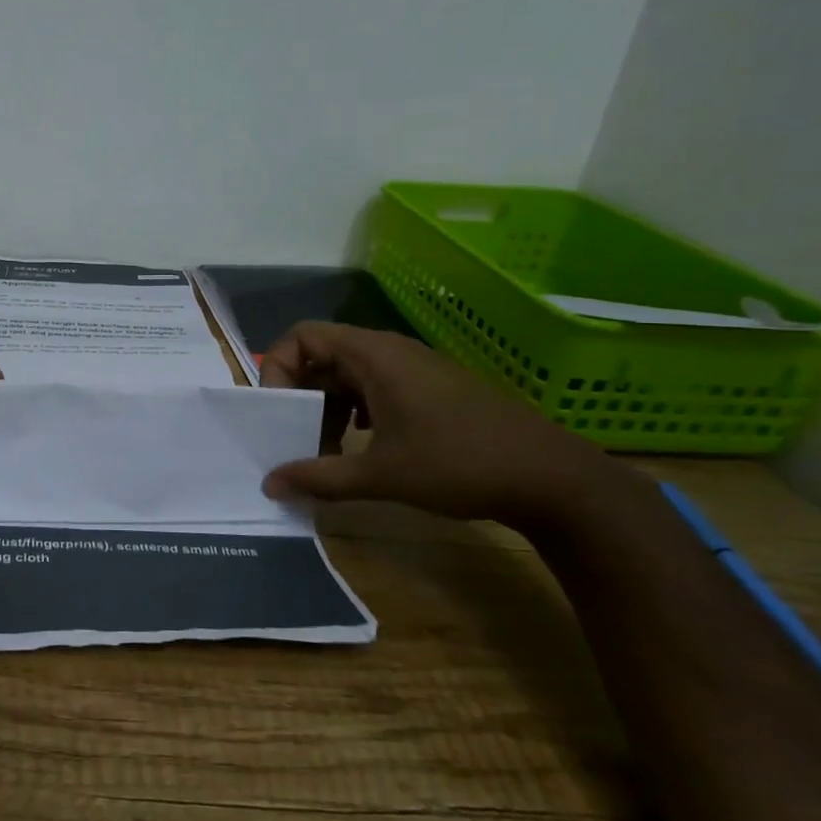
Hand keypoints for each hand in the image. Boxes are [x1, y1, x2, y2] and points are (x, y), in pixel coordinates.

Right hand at [259, 322, 619, 528]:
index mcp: (374, 356)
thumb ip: (319, 477)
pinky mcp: (429, 390)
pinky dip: (353, 414)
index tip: (276, 411)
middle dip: (299, 397)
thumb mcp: (381, 475)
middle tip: (293, 439)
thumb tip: (269, 484)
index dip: (277, 367)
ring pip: (347, 376)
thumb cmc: (458, 464)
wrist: (551, 478)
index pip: (303, 336)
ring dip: (326, 410)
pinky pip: (373, 389)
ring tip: (325, 453)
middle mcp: (390, 352)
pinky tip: (359, 448)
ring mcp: (413, 370)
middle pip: (321, 357)